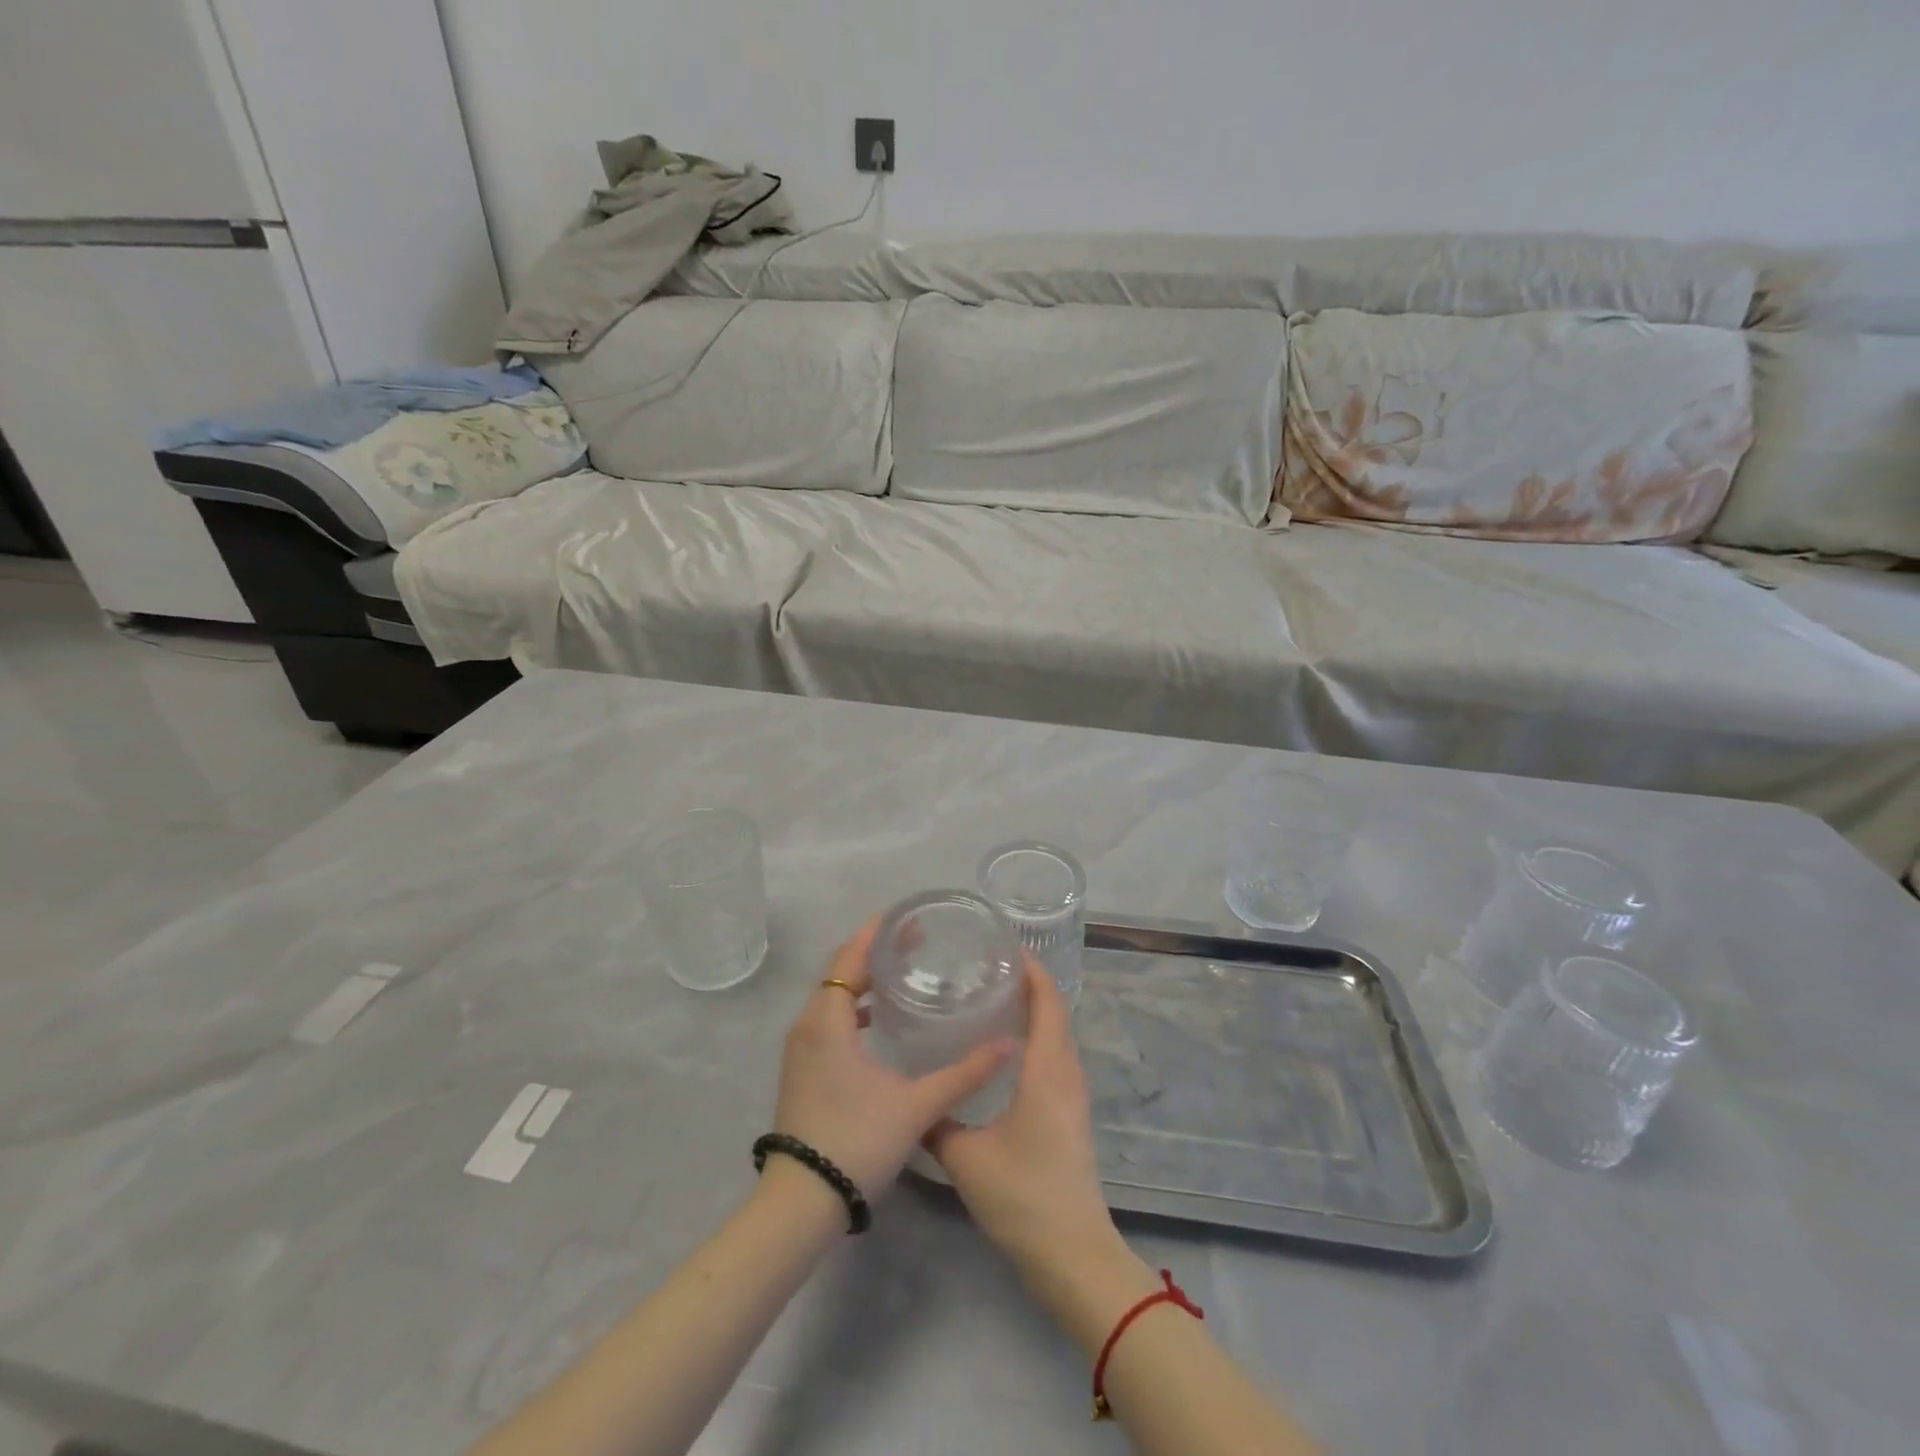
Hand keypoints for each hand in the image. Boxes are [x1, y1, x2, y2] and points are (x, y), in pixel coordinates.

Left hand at [772, 918, 1014, 1199]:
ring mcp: (800, 1049)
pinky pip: (827, 1019)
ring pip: (831, 996)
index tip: (906, 919)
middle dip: (873, 952)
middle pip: (838, 971)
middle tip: (914, 941)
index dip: (875, 935)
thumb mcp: (916, 1106)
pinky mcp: (802, 1069)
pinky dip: (851, 1007)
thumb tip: (1007, 1045)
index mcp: (828, 1021)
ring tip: (900, 972)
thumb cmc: (856, 1142)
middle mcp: (808, 1025)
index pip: (848, 959)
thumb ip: (963, 1074)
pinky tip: (877, 1018)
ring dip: (861, 979)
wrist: (802, 1202)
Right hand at [924, 967, 1120, 1278]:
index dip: (1031, 970)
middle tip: (987, 970)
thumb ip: (936, 1123)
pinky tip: (1006, 1052)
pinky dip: (1037, 1040)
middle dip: (1028, 985)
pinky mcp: (1071, 1116)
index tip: (1003, 947)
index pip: (1048, 1002)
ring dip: (1035, 1012)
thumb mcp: (966, 1157)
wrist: (1072, 1255)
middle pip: (1056, 1013)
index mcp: (1047, 1070)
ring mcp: (1073, 1096)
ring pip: (1057, 1037)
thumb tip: (910, 1102)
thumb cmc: (1022, 1195)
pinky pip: (1057, 1059)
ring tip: (993, 1000)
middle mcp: (1066, 1073)